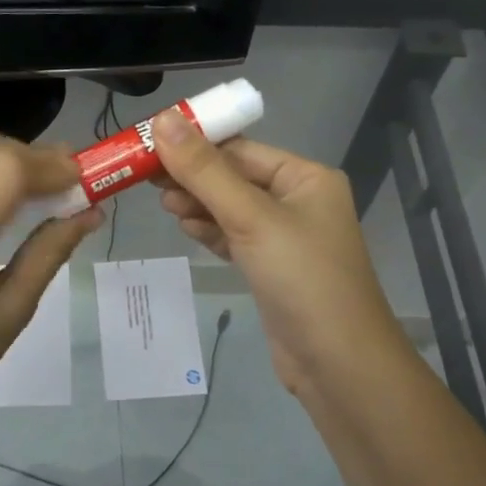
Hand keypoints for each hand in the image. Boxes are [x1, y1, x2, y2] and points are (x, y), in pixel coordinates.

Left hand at [0, 130, 103, 432]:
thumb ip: (50, 253)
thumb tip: (91, 213)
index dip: (51, 166)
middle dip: (32, 155)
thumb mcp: (12, 312)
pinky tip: (4, 201)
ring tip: (40, 189)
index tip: (86, 181)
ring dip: (7, 156)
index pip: (5, 170)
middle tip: (67, 184)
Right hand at [152, 111, 413, 402]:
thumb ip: (204, 171)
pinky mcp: (272, 268)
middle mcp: (298, 201)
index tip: (150, 144)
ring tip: (164, 205)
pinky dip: (210, 231)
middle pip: (234, 177)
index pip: (241, 149)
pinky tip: (186, 228)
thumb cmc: (301, 278)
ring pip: (231, 209)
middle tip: (147, 179)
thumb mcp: (251, 218)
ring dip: (198, 204)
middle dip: (193, 177)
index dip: (195, 143)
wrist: (338, 364)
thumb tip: (163, 120)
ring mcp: (285, 237)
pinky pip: (234, 237)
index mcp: (305, 178)